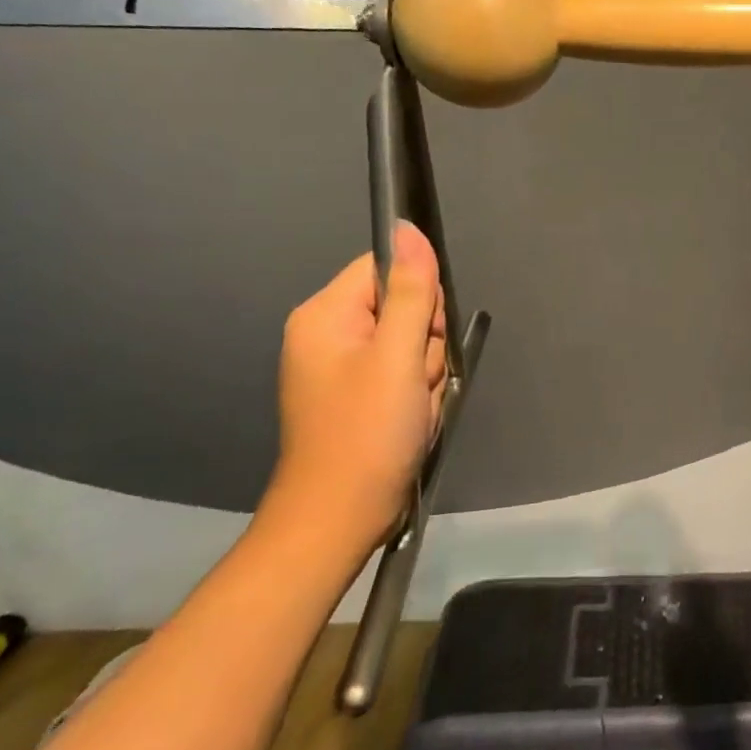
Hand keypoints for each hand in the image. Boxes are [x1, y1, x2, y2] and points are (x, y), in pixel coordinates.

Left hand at [269, 223, 447, 551]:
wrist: (338, 521)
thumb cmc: (366, 434)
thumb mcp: (397, 356)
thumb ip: (410, 291)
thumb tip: (408, 228)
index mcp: (325, 315)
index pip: (386, 268)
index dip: (418, 296)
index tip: (422, 336)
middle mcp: (327, 333)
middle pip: (403, 306)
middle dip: (424, 344)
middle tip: (414, 382)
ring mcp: (342, 366)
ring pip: (411, 342)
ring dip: (425, 373)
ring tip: (412, 408)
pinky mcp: (356, 393)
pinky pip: (403, 372)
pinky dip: (416, 393)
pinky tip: (410, 420)